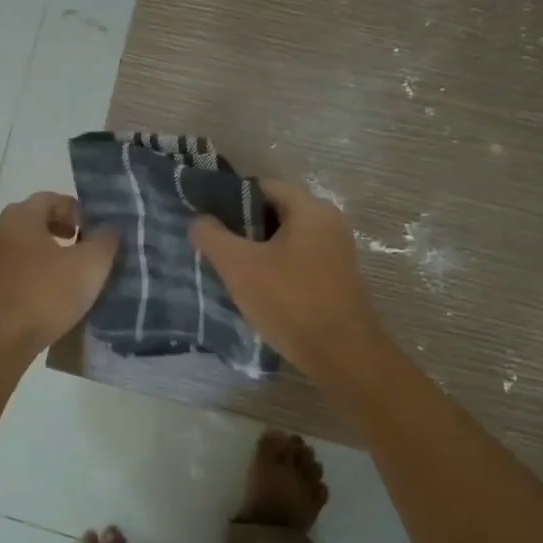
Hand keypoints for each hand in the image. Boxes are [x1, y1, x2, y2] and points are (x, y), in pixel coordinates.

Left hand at [0, 191, 118, 356]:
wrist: (0, 340)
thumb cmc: (46, 293)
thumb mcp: (90, 264)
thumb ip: (105, 240)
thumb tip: (109, 228)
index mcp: (20, 217)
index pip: (51, 199)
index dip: (77, 211)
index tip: (95, 232)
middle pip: (36, 221)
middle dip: (63, 231)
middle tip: (86, 249)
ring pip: (25, 247)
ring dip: (49, 254)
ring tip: (73, 274)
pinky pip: (17, 271)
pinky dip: (36, 275)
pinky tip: (53, 295)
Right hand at [189, 179, 387, 381]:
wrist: (342, 355)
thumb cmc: (290, 302)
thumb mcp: (239, 267)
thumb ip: (212, 236)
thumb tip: (200, 220)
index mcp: (310, 209)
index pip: (262, 187)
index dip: (230, 200)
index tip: (208, 222)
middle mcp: (329, 222)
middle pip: (274, 212)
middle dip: (243, 228)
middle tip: (215, 249)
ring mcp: (337, 251)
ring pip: (286, 239)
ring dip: (258, 251)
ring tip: (231, 271)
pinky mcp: (337, 277)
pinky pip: (299, 260)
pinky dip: (276, 268)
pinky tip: (258, 290)